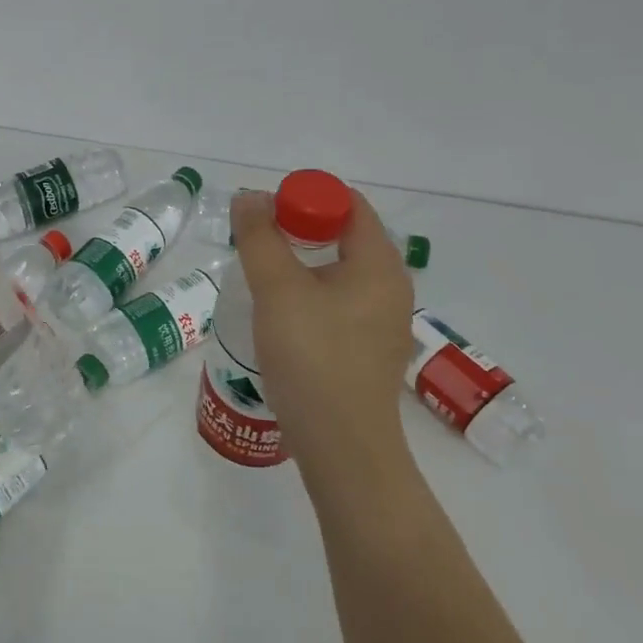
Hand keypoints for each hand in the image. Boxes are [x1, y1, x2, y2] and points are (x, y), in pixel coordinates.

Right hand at [231, 187, 416, 477]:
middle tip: (258, 239)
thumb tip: (251, 197)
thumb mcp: (276, 288)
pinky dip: (311, 292)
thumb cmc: (312, 356)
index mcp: (379, 264)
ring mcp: (383, 321)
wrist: (341, 445)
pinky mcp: (369, 349)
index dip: (307, 197)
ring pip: (341, 271)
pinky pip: (341, 301)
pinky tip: (281, 313)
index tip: (267, 211)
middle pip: (346, 235)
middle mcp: (391, 286)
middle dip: (300, 227)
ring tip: (262, 274)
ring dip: (302, 262)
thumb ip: (260, 237)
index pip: (349, 204)